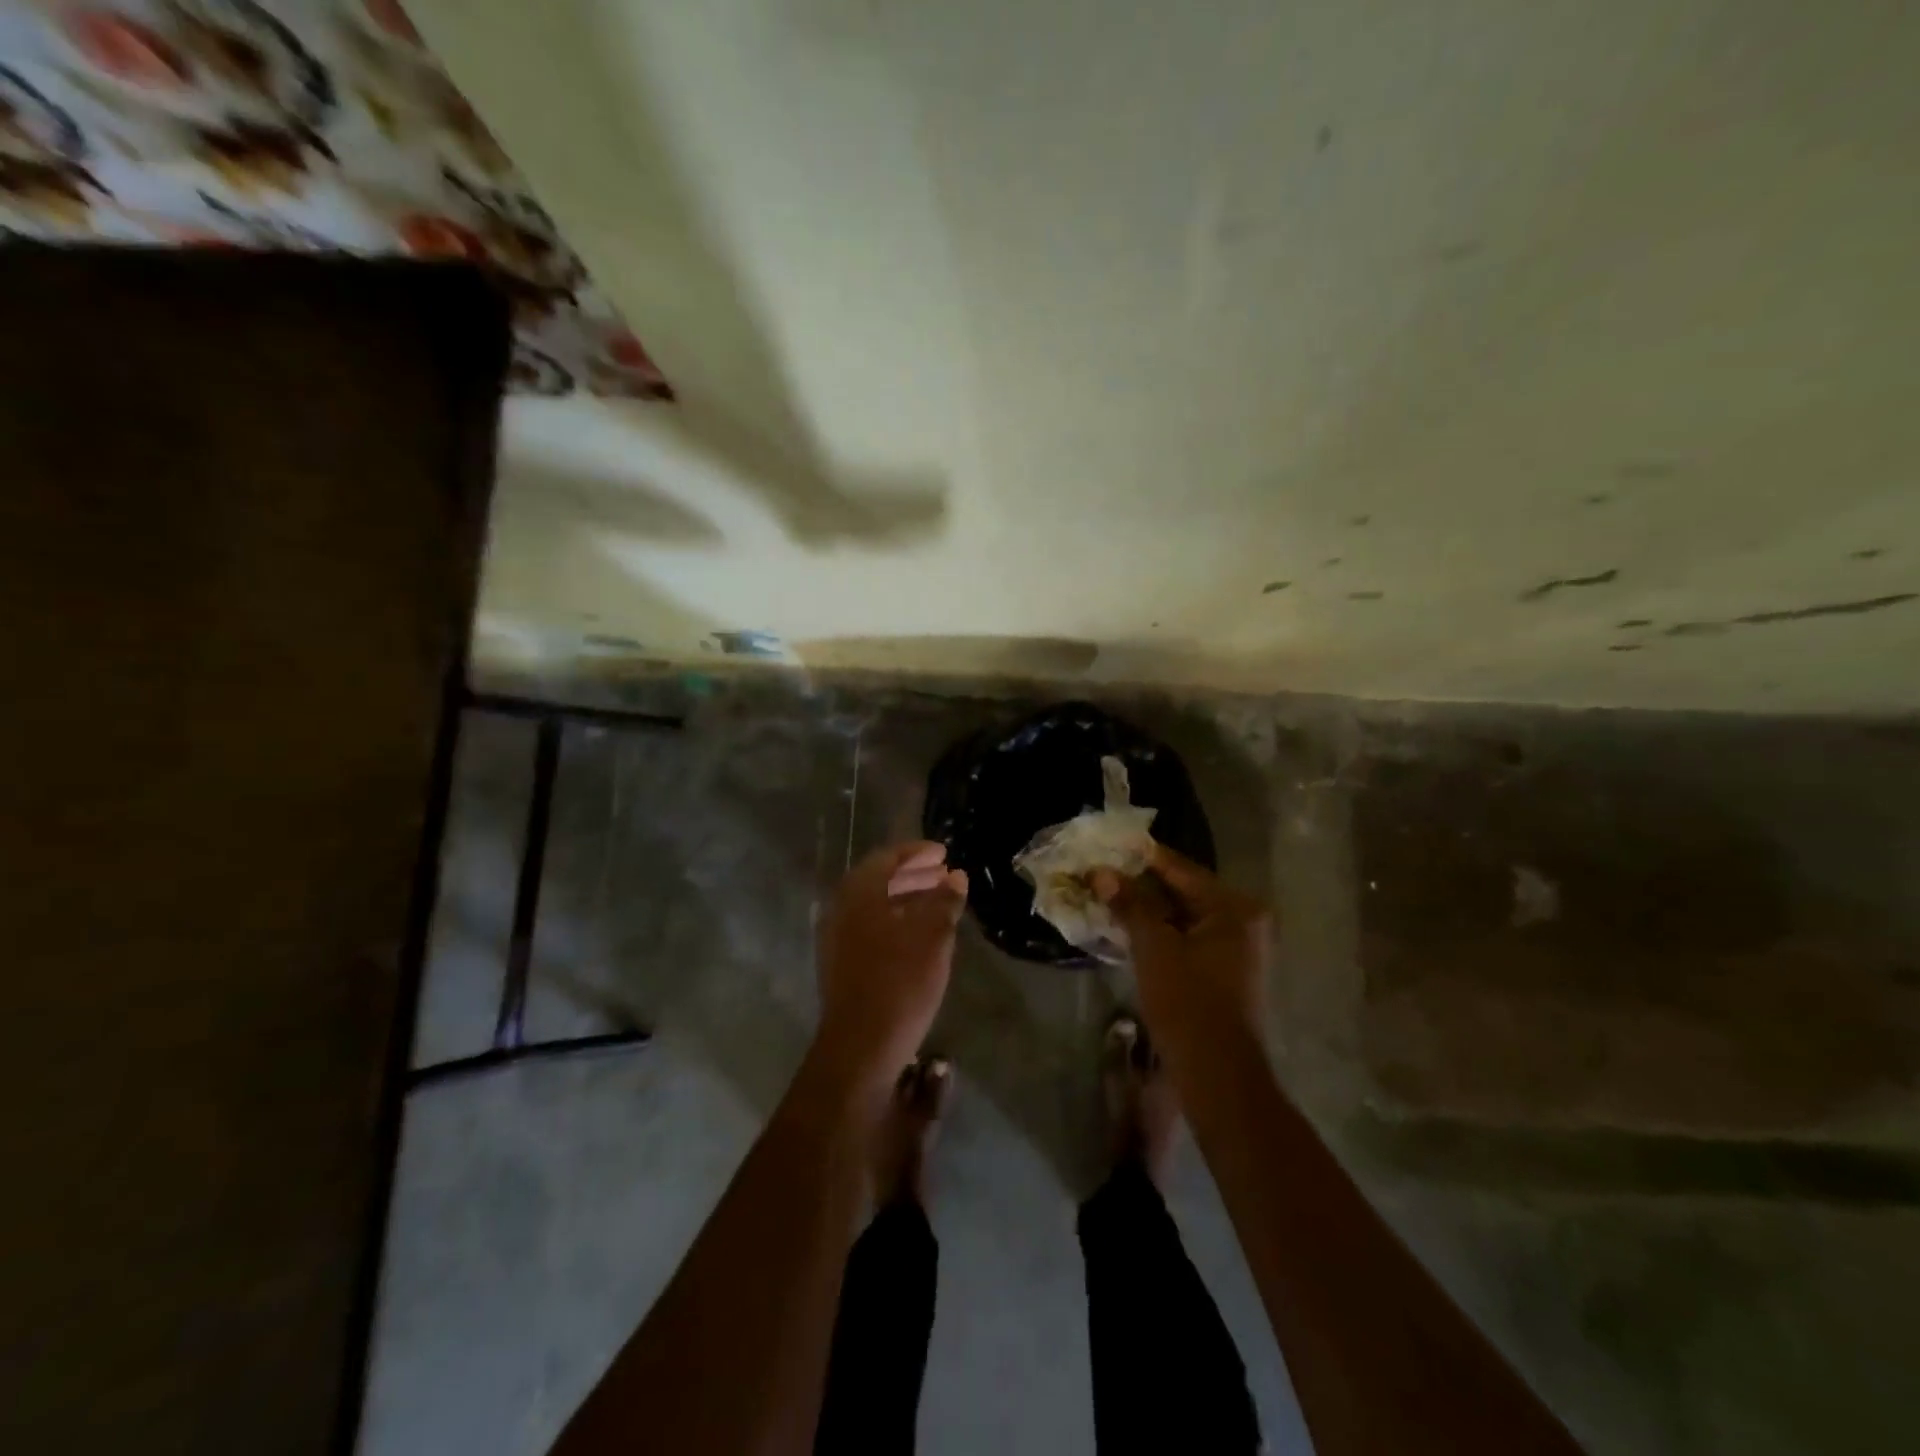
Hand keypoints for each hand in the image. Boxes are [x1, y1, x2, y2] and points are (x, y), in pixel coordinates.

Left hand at [815, 841, 967, 1093]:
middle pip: (878, 880)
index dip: (917, 853)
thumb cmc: (900, 982)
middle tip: (943, 876)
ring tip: (938, 904)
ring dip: (904, 899)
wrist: (861, 1046)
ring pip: (874, 905)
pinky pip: (869, 927)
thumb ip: (944, 900)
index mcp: (859, 893)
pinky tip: (918, 935)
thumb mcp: (933, 936)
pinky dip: (894, 921)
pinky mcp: (841, 964)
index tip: (943, 854)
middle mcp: (842, 908)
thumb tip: (956, 876)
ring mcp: (837, 938)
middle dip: (912, 875)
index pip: (887, 858)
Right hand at [1095, 844, 1268, 1051]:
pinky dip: (1163, 932)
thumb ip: (1130, 905)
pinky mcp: (1229, 972)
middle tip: (1104, 872)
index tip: (1111, 845)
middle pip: (1185, 891)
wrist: (1218, 1074)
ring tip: (1109, 896)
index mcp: (1235, 908)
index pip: (1182, 869)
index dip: (1143, 857)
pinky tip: (1130, 928)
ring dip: (1149, 909)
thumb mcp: (1153, 947)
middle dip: (1143, 884)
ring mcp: (1240, 948)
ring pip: (1185, 916)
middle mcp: (1245, 921)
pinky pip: (1191, 938)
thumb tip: (1101, 873)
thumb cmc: (1188, 1002)